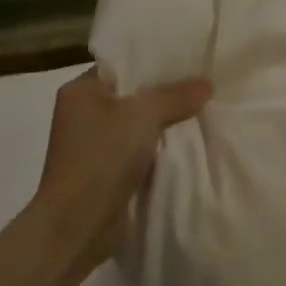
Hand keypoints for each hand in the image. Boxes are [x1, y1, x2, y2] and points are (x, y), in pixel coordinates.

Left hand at [31, 67, 212, 270]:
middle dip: (167, 95)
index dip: (155, 62)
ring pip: (140, 125)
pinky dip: (161, 149)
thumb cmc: (101, 158)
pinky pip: (141, 151)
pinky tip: (190, 145)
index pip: (122, 65)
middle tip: (205, 87)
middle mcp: (84, 114)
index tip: (191, 61)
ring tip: (205, 112)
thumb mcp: (142, 116)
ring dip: (167, 125)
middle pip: (134, 95)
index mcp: (81, 91)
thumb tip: (207, 84)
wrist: (78, 224)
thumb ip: (175, 96)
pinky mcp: (107, 172)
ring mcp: (95, 145)